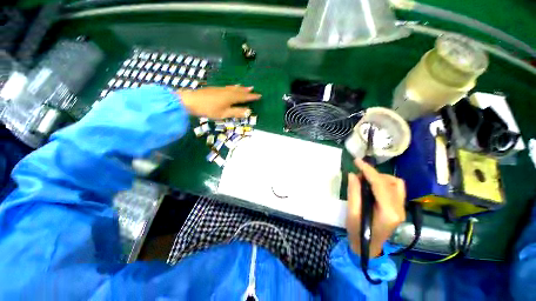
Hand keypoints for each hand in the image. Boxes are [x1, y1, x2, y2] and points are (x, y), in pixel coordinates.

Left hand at [177, 85, 260, 118]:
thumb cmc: (209, 109)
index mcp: (231, 97)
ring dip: (240, 88)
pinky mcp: (215, 89)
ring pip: (233, 88)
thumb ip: (236, 112)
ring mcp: (221, 89)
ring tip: (245, 87)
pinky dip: (233, 87)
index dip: (252, 97)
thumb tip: (249, 111)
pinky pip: (228, 87)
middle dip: (247, 91)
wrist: (191, 101)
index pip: (244, 97)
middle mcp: (227, 91)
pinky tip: (232, 87)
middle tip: (253, 89)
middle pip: (239, 91)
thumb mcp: (224, 114)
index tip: (259, 95)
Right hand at [346, 159, 405, 257]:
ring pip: (396, 183)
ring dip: (380, 177)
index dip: (368, 170)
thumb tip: (353, 174)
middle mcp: (399, 208)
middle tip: (357, 175)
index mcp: (388, 212)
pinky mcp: (399, 207)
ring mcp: (401, 208)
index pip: (380, 184)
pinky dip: (384, 182)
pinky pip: (396, 188)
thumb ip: (354, 192)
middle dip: (372, 174)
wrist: (368, 247)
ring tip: (365, 180)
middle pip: (389, 182)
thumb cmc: (358, 232)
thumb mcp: (352, 212)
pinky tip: (373, 185)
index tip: (357, 161)